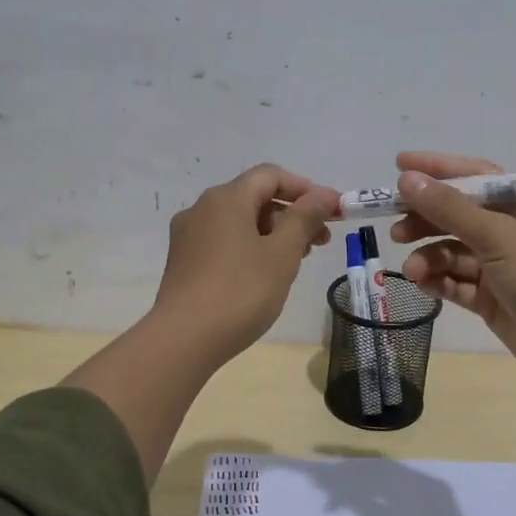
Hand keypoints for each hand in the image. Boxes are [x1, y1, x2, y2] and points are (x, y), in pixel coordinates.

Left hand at [151, 163, 339, 364]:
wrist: (183, 340)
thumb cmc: (240, 292)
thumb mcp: (282, 254)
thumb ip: (305, 219)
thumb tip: (324, 194)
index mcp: (226, 198)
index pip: (271, 175)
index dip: (305, 188)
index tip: (332, 211)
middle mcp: (202, 208)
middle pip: (254, 197)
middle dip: (292, 214)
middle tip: (321, 241)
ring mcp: (188, 236)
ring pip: (239, 222)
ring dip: (273, 233)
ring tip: (297, 260)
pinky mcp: (183, 262)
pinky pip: (223, 241)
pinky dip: (250, 247)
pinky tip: (265, 274)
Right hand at [389, 151, 515, 387]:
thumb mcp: (497, 234)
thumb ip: (449, 208)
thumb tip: (406, 178)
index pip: (476, 176)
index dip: (438, 169)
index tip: (399, 164)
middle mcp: (513, 231)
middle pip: (460, 215)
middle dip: (426, 219)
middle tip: (395, 228)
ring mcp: (502, 267)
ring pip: (455, 252)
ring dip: (430, 256)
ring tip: (412, 267)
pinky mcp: (492, 299)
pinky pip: (457, 283)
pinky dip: (438, 281)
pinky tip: (421, 282)